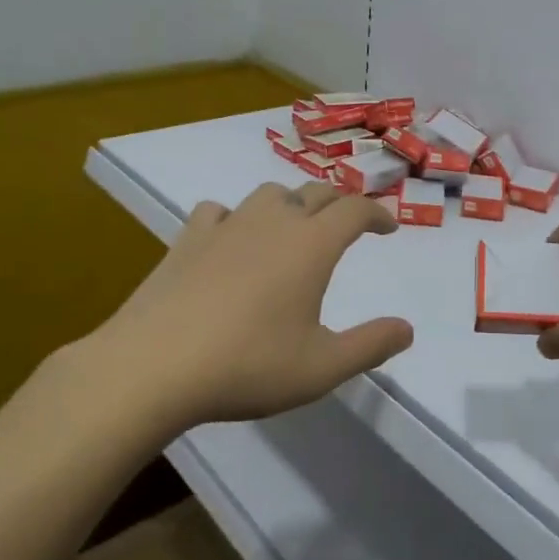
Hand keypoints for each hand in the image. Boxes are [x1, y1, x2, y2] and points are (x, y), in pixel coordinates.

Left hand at [83, 182, 413, 431]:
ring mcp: (226, 227)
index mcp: (311, 245)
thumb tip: (407, 329)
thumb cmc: (247, 365)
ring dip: (290, 203)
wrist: (151, 367)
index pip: (355, 209)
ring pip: (268, 194)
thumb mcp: (322, 367)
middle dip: (339, 203)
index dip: (377, 214)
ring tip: (293, 228)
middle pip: (315, 192)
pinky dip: (235, 218)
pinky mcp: (187, 240)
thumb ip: (370, 346)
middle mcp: (273, 223)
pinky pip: (219, 211)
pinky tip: (231, 238)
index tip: (388, 228)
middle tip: (348, 224)